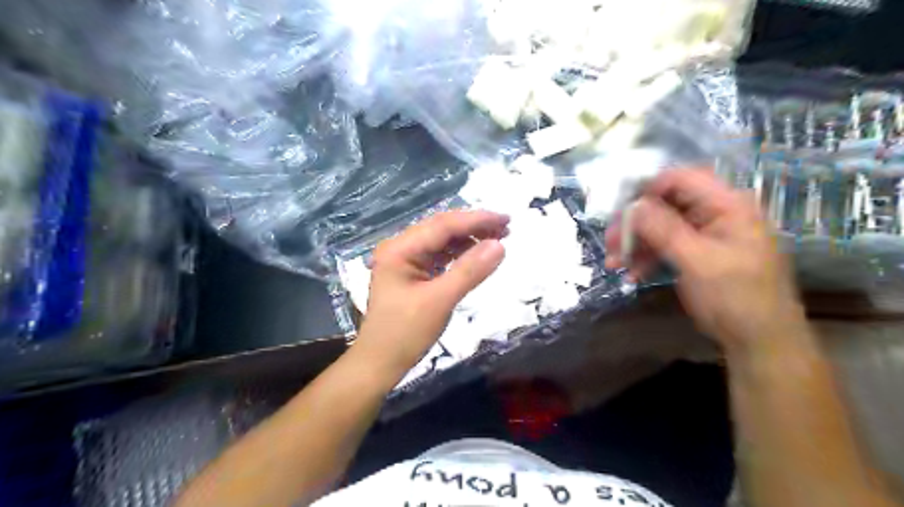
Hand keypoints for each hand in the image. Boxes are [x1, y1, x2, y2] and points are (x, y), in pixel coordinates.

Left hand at [354, 207, 507, 372]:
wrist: (380, 364)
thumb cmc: (405, 334)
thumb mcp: (440, 301)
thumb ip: (469, 271)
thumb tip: (500, 245)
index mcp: (399, 249)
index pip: (443, 225)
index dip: (476, 220)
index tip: (506, 218)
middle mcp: (400, 248)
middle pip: (442, 228)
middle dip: (474, 226)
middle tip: (507, 227)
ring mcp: (405, 260)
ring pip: (442, 241)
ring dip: (469, 239)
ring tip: (498, 238)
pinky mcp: (412, 273)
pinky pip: (440, 256)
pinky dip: (460, 254)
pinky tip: (477, 254)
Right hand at [607, 169, 805, 353]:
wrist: (758, 340)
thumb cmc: (735, 297)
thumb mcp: (698, 262)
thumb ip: (665, 230)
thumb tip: (633, 205)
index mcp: (727, 206)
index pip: (682, 179)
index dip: (649, 189)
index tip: (621, 210)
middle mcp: (715, 214)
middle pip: (666, 205)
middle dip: (635, 223)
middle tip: (611, 241)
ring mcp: (704, 235)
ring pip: (660, 227)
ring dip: (635, 243)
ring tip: (614, 262)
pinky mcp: (695, 254)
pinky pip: (664, 247)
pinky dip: (646, 258)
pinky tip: (631, 274)